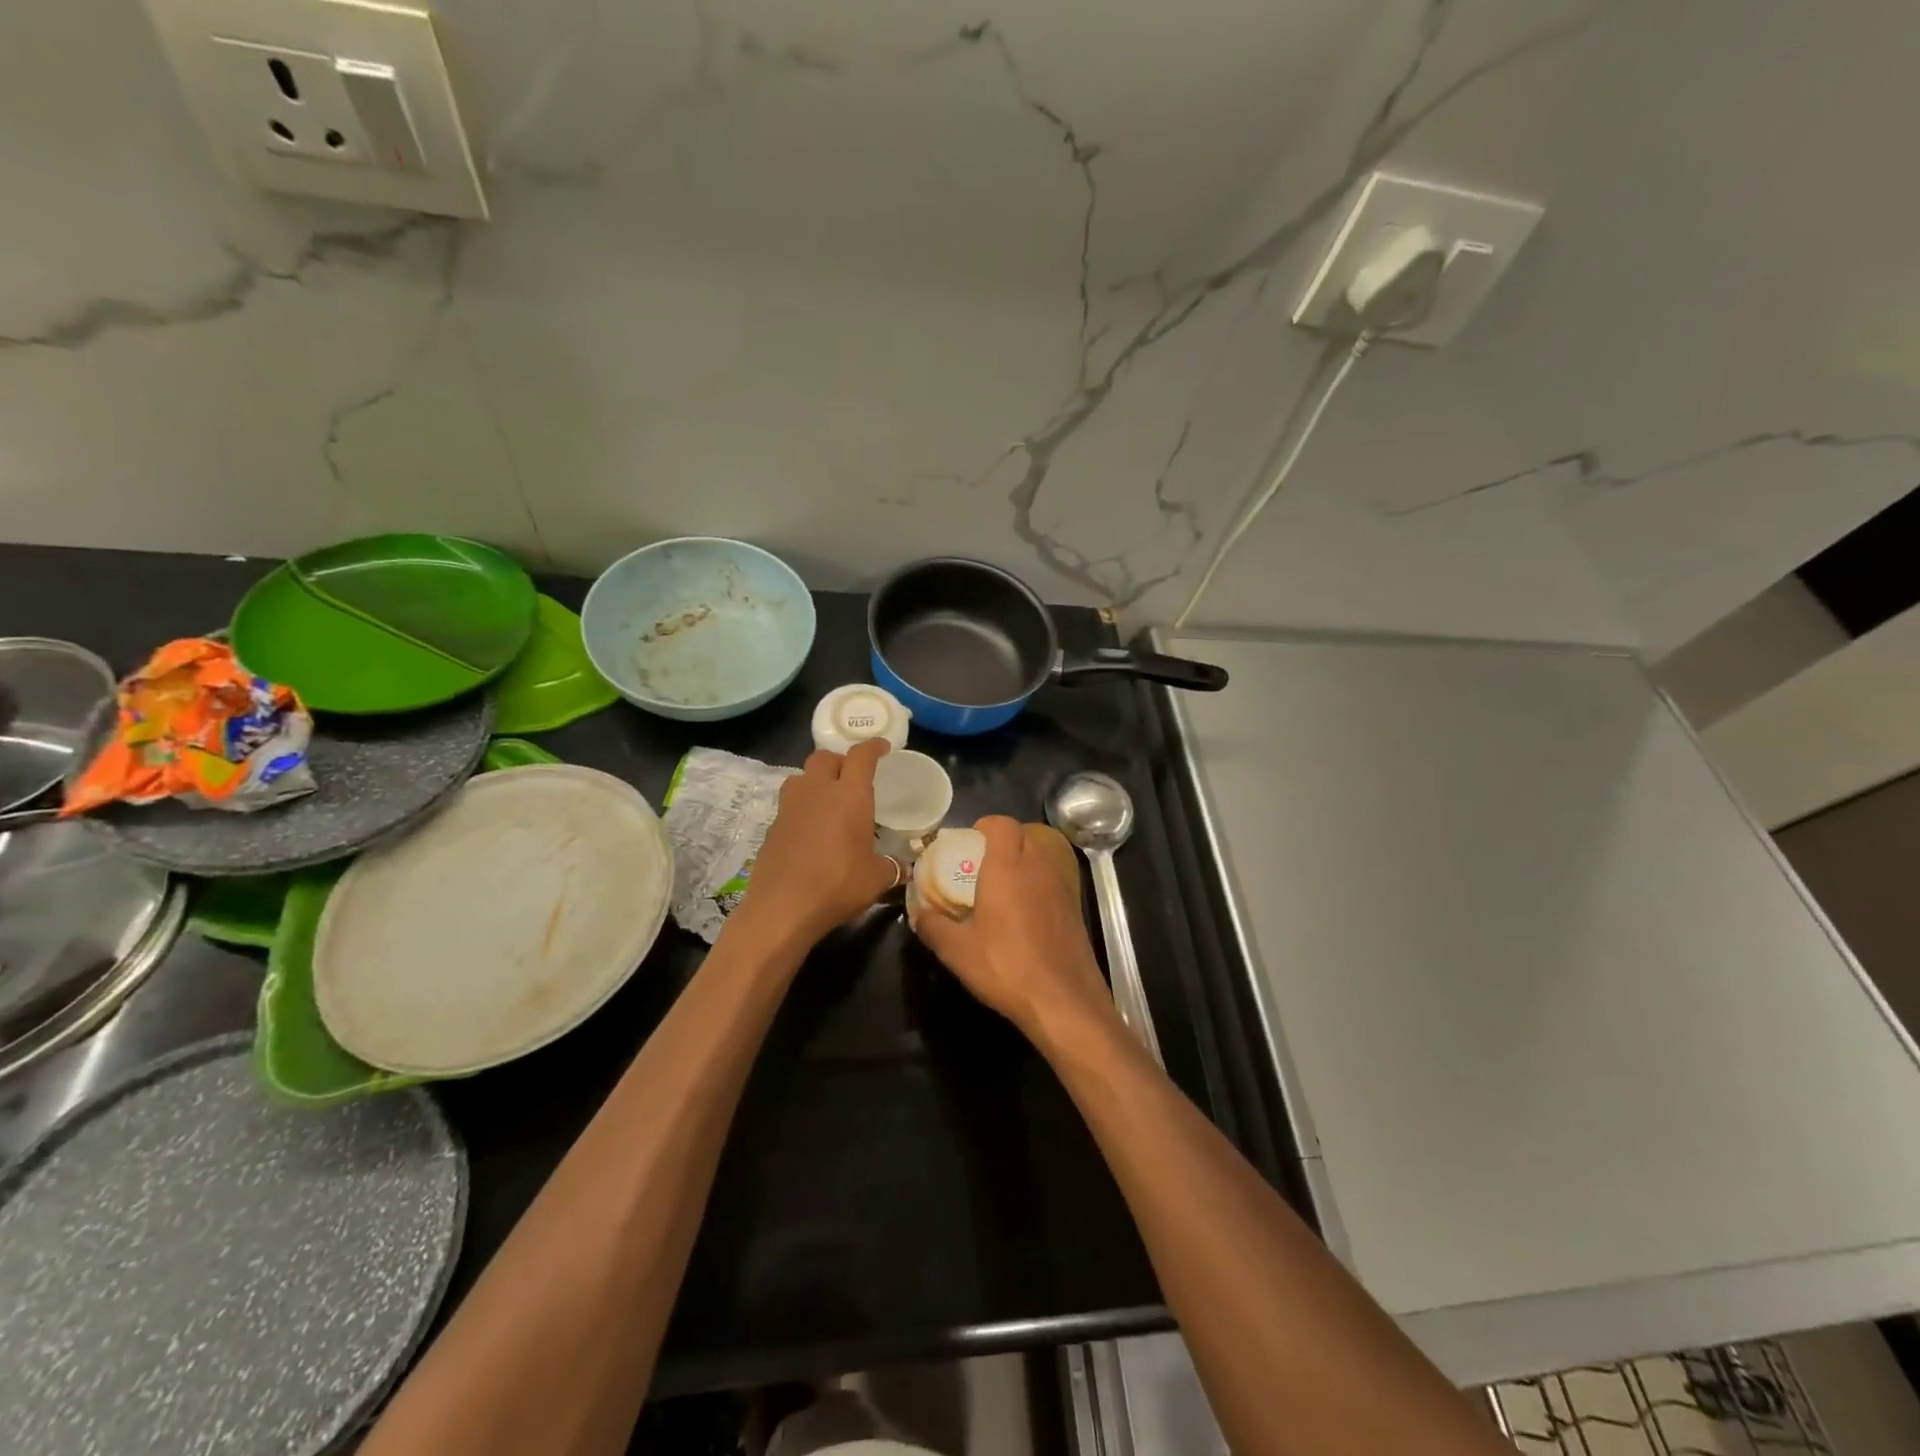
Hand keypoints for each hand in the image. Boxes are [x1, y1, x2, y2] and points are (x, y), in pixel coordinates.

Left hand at [734, 740, 901, 945]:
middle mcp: (817, 791)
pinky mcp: (772, 827)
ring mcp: (789, 807)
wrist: (782, 908)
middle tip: (852, 776)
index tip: (882, 748)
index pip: (861, 756)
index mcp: (849, 795)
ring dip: (815, 779)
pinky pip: (789, 804)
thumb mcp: (877, 878)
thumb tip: (903, 868)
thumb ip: (892, 867)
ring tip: (827, 798)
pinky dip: (801, 807)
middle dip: (840, 760)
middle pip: (825, 757)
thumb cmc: (838, 885)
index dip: (873, 747)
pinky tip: (810, 829)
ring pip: (801, 776)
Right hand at [911, 815, 1115, 1040]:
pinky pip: (1052, 880)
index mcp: (1008, 866)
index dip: (985, 826)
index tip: (968, 842)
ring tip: (1000, 888)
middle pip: (1023, 834)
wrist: (1063, 1001)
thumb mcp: (956, 950)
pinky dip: (1037, 884)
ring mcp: (1061, 887)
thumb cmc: (1005, 966)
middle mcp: (1038, 867)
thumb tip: (918, 914)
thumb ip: (933, 926)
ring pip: (1041, 856)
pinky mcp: (1075, 908)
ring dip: (1022, 862)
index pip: (1001, 823)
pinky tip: (1024, 915)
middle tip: (980, 864)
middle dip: (1002, 841)